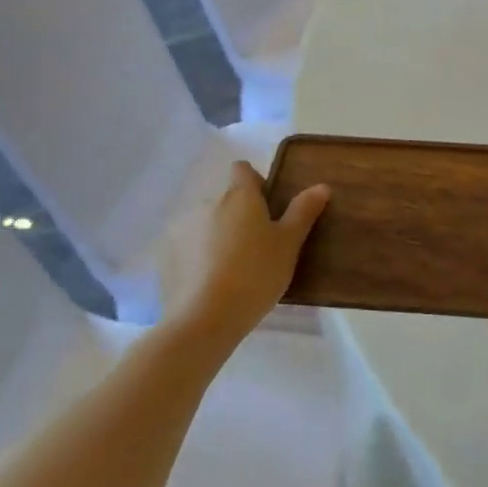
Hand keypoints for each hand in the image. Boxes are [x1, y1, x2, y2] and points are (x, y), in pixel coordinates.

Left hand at [174, 162, 328, 341]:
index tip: (268, 207)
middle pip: (225, 199)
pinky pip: (187, 247)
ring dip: (217, 235)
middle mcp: (207, 202)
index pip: (242, 169)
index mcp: (239, 195)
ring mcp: (182, 228)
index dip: (256, 182)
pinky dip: (198, 257)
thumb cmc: (256, 273)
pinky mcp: (166, 254)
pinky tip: (209, 282)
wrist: (206, 317)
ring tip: (232, 268)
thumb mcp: (289, 244)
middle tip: (257, 246)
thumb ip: (303, 211)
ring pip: (205, 223)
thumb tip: (321, 186)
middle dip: (238, 215)